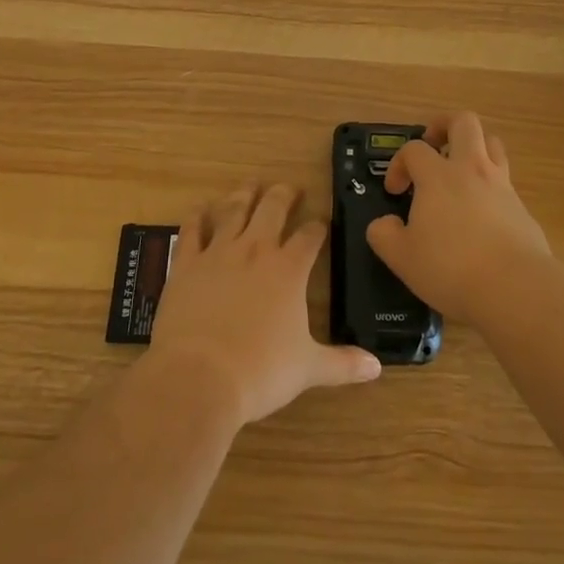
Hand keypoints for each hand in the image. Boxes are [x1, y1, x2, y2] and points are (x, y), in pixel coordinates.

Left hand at [150, 182, 380, 426]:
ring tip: (250, 185)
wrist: (198, 377)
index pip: (310, 236)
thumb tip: (376, 367)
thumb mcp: (308, 368)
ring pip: (234, 211)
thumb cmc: (260, 372)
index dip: (318, 227)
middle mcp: (256, 250)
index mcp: (289, 269)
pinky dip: (196, 216)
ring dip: (244, 195)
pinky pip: (191, 231)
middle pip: (273, 209)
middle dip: (284, 195)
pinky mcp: (186, 264)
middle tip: (290, 188)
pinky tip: (200, 208)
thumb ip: (342, 363)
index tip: (322, 222)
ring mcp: (218, 253)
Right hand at [366, 111, 555, 325]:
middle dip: (444, 125)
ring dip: (474, 147)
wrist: (516, 288)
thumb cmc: (451, 268)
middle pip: (464, 122)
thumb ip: (384, 235)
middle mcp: (472, 170)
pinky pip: (505, 180)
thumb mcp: (402, 257)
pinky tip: (481, 212)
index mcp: (438, 176)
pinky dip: (490, 184)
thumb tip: (383, 224)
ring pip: (492, 143)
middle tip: (432, 145)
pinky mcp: (522, 207)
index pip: (414, 148)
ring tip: (459, 169)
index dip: (399, 163)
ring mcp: (502, 185)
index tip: (395, 191)